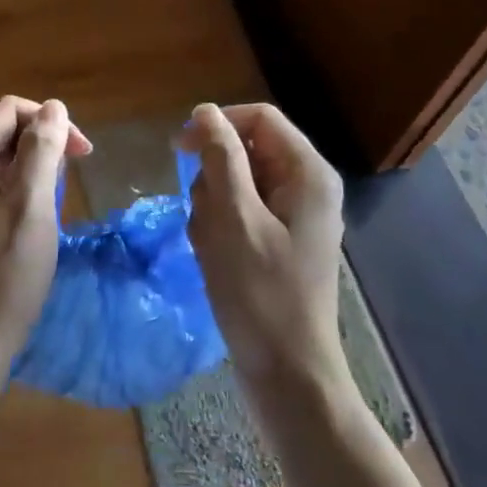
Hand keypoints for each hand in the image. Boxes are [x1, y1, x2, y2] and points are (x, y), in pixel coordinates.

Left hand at [0, 96, 92, 379]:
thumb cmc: (3, 276)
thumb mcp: (31, 208)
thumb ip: (41, 152)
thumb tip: (53, 107)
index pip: (8, 110)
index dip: (49, 121)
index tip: (82, 153)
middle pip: (2, 132)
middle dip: (42, 143)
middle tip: (73, 176)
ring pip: (0, 160)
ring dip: (34, 167)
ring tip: (57, 199)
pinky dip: (20, 189)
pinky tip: (37, 216)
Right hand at [178, 103, 345, 393]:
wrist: (288, 374)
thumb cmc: (261, 294)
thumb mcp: (234, 219)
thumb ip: (221, 159)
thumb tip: (205, 112)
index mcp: (307, 173)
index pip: (259, 119)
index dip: (217, 125)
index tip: (179, 149)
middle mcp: (306, 187)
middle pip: (246, 151)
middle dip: (213, 178)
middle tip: (204, 218)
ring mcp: (293, 217)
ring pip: (236, 184)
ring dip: (212, 208)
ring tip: (211, 246)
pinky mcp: (278, 242)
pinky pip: (240, 214)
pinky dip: (220, 229)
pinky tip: (215, 259)